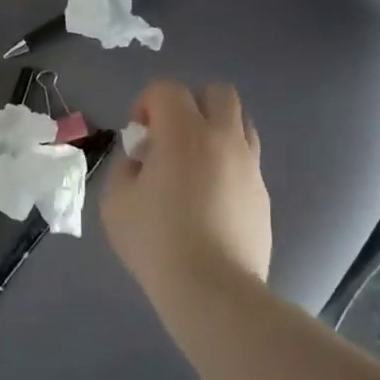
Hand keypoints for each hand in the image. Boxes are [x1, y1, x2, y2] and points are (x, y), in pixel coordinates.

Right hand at [101, 80, 271, 298]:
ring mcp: (250, 165)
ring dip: (215, 130)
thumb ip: (126, 169)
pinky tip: (211, 198)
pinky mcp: (263, 193)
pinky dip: (228, 164)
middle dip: (190, 105)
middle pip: (217, 93)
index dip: (145, 104)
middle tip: (170, 139)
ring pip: (240, 122)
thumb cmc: (157, 241)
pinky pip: (247, 160)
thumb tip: (143, 162)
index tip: (138, 136)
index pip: (166, 89)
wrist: (213, 289)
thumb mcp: (116, 202)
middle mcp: (223, 138)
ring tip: (195, 165)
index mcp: (184, 132)